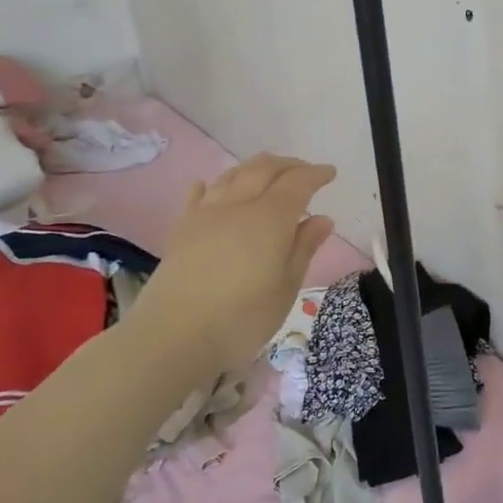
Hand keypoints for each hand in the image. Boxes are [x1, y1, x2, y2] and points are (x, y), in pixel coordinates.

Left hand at [127, 155, 336, 376]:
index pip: (298, 182)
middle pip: (264, 169)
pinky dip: (212, 184)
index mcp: (270, 218)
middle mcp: (238, 205)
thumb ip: (304, 248)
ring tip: (269, 174)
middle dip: (289, 165)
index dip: (316, 174)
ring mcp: (206, 214)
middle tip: (305, 171)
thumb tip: (322, 219)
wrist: (172, 337)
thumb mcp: (286, 287)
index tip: (330, 173)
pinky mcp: (182, 229)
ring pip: (233, 175)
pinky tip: (211, 186)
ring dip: (256, 168)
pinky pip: (199, 194)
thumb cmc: (242, 318)